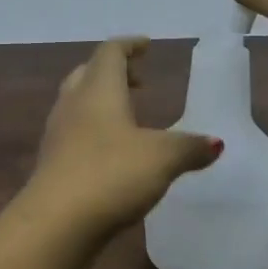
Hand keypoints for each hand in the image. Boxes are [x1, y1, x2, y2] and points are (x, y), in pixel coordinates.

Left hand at [27, 37, 221, 235]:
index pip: (110, 52)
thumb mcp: (162, 158)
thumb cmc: (111, 174)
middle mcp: (73, 104)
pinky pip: (73, 133)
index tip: (146, 46)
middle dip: (113, 72)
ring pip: (77, 103)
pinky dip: (93, 130)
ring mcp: (57, 134)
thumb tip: (216, 142)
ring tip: (127, 117)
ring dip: (101, 101)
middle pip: (89, 73)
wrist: (55, 223)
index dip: (129, 45)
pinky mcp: (51, 163)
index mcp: (99, 90)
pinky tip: (111, 153)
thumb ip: (190, 147)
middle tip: (138, 81)